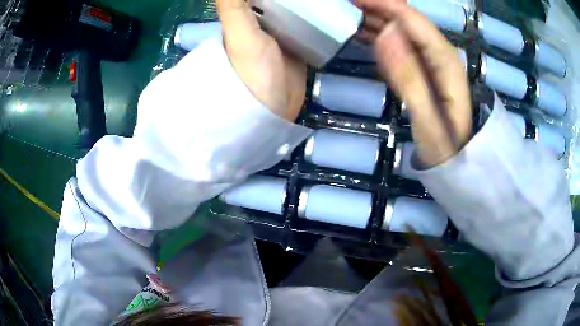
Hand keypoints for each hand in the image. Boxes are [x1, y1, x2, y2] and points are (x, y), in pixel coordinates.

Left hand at [216, 0, 306, 121]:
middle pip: (278, 1)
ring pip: (295, 10)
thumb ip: (233, 5)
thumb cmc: (250, 71)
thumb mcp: (239, 32)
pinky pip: (308, 26)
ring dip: (307, 3)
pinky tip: (330, 9)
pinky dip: (316, 17)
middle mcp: (262, 22)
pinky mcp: (298, 46)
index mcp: (245, 17)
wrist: (271, 109)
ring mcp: (282, 34)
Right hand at [356, 0, 471, 166]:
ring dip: (374, 17)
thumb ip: (410, 78)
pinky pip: (397, 42)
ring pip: (399, 28)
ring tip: (346, 13)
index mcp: (444, 58)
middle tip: (345, 4)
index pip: (411, 18)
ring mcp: (429, 58)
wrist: (457, 158)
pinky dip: (377, 33)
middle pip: (405, 19)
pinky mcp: (421, 66)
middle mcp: (437, 51)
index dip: (383, 3)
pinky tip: (361, 32)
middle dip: (376, 6)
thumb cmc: (446, 144)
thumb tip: (386, 34)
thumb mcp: (429, 119)